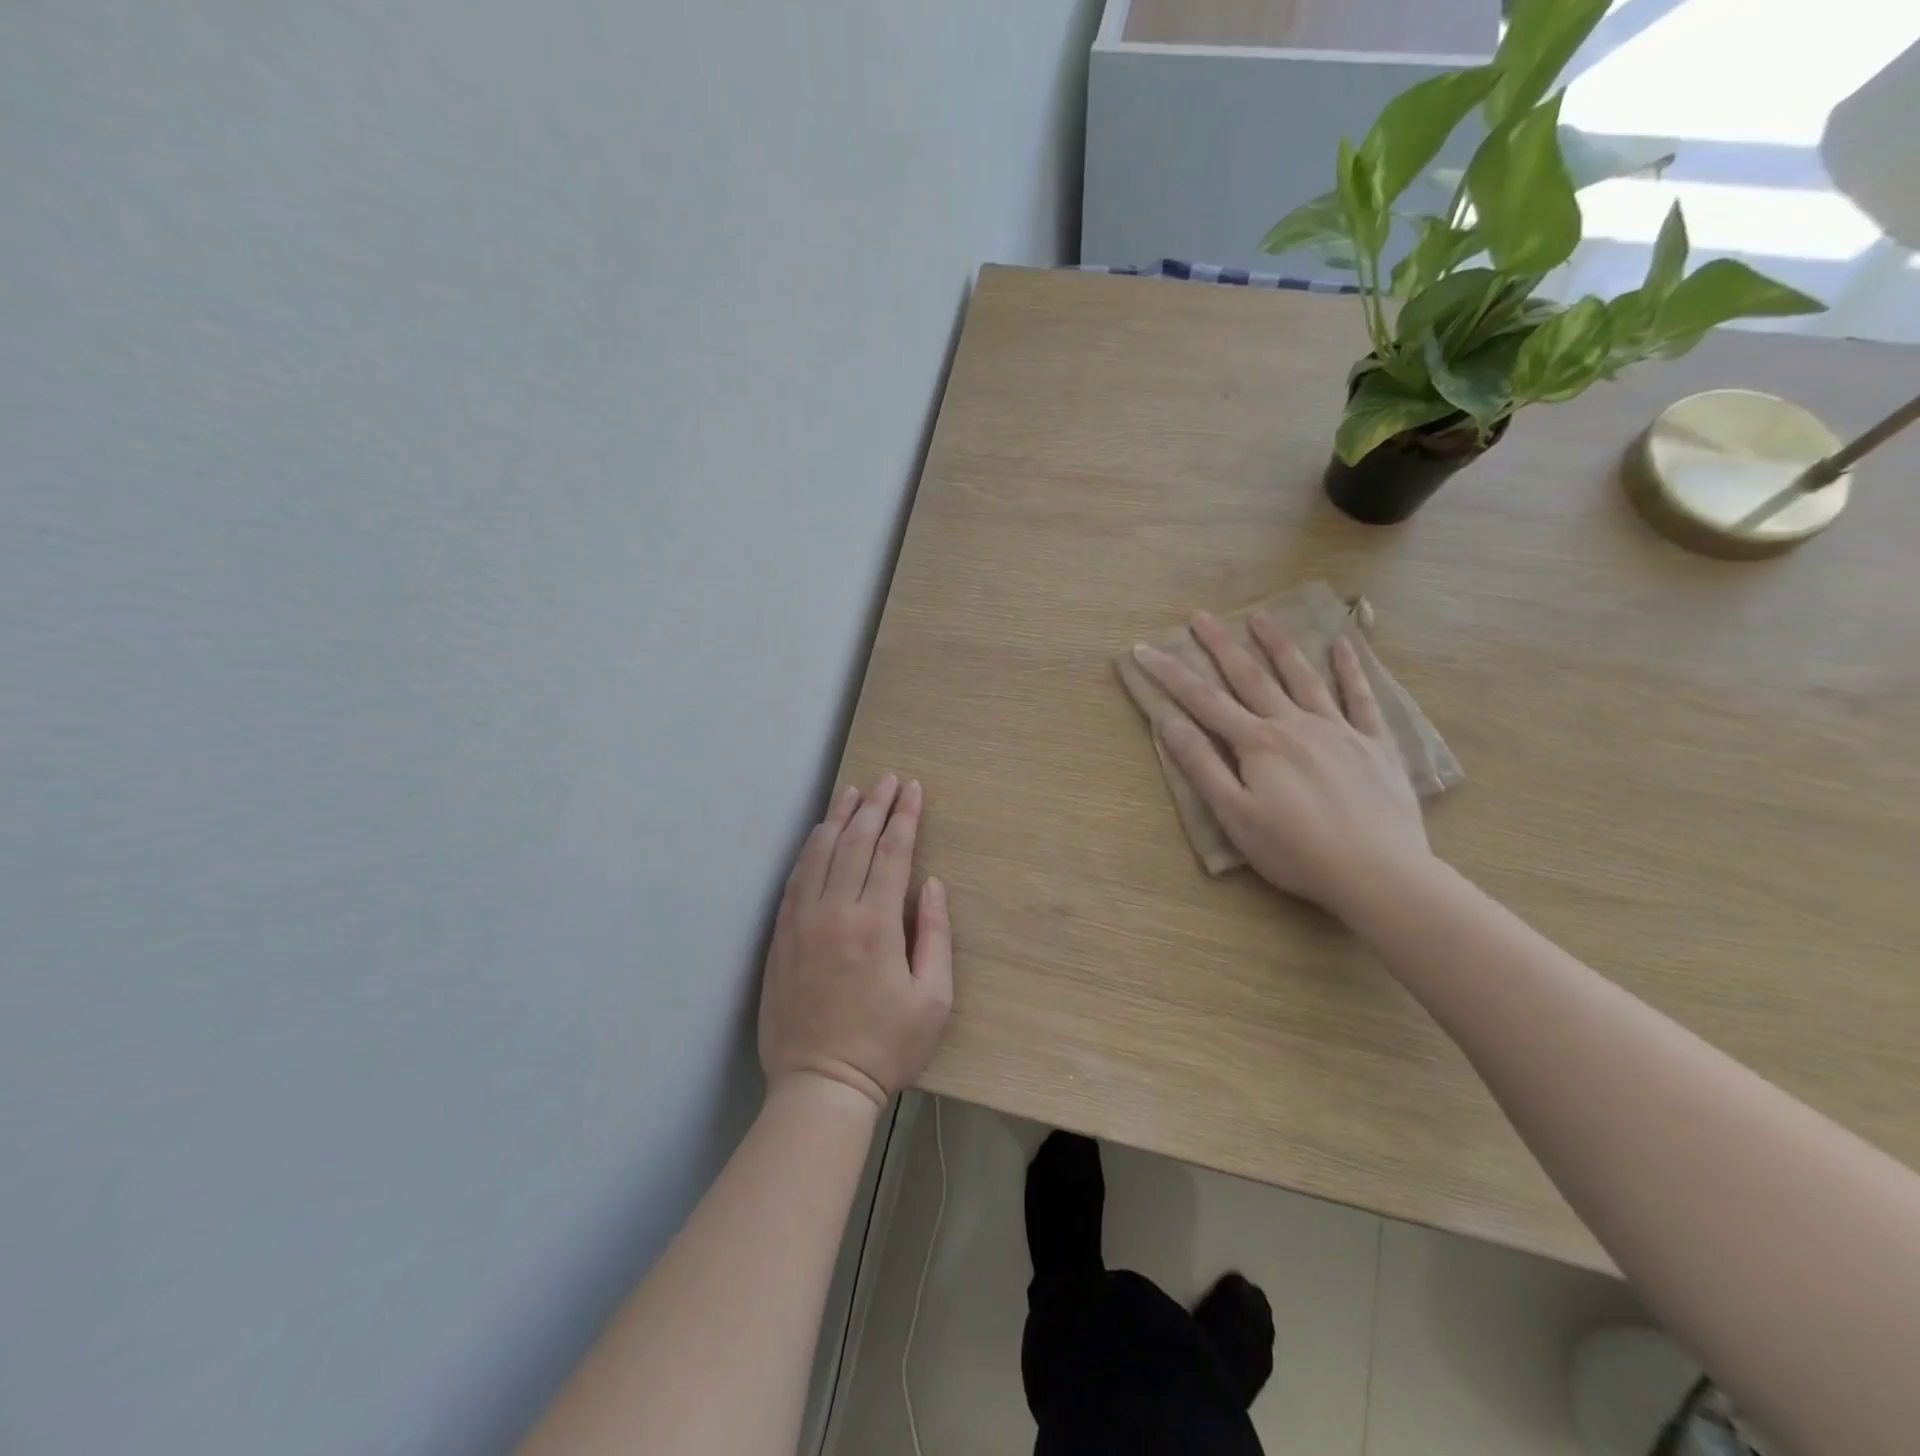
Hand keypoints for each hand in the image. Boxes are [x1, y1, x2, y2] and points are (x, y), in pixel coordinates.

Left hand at [758, 774, 952, 1110]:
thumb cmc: (887, 1046)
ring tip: (853, 792)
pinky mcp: (781, 937)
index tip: (913, 789)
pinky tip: (818, 835)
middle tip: (888, 779)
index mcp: (876, 925)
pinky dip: (809, 851)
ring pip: (820, 855)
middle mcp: (836, 913)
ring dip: (838, 819)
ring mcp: (802, 923)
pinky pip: (794, 880)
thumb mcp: (933, 999)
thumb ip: (935, 935)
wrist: (820, 1085)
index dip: (905, 817)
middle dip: (876, 806)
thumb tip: (930, 885)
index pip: (892, 854)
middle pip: (856, 844)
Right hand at [1131, 612, 1430, 916]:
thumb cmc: (1296, 851)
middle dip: (1221, 645)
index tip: (1144, 649)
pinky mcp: (1374, 743)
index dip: (1171, 673)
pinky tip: (1343, 644)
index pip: (1203, 700)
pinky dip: (1350, 669)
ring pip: (1303, 676)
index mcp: (1257, 743)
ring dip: (1278, 645)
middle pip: (1251, 676)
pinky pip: (1361, 697)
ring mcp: (1339, 729)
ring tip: (1261, 616)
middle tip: (1200, 616)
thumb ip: (1203, 766)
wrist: (1379, 872)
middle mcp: (1294, 724)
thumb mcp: (1235, 815)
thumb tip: (1169, 722)